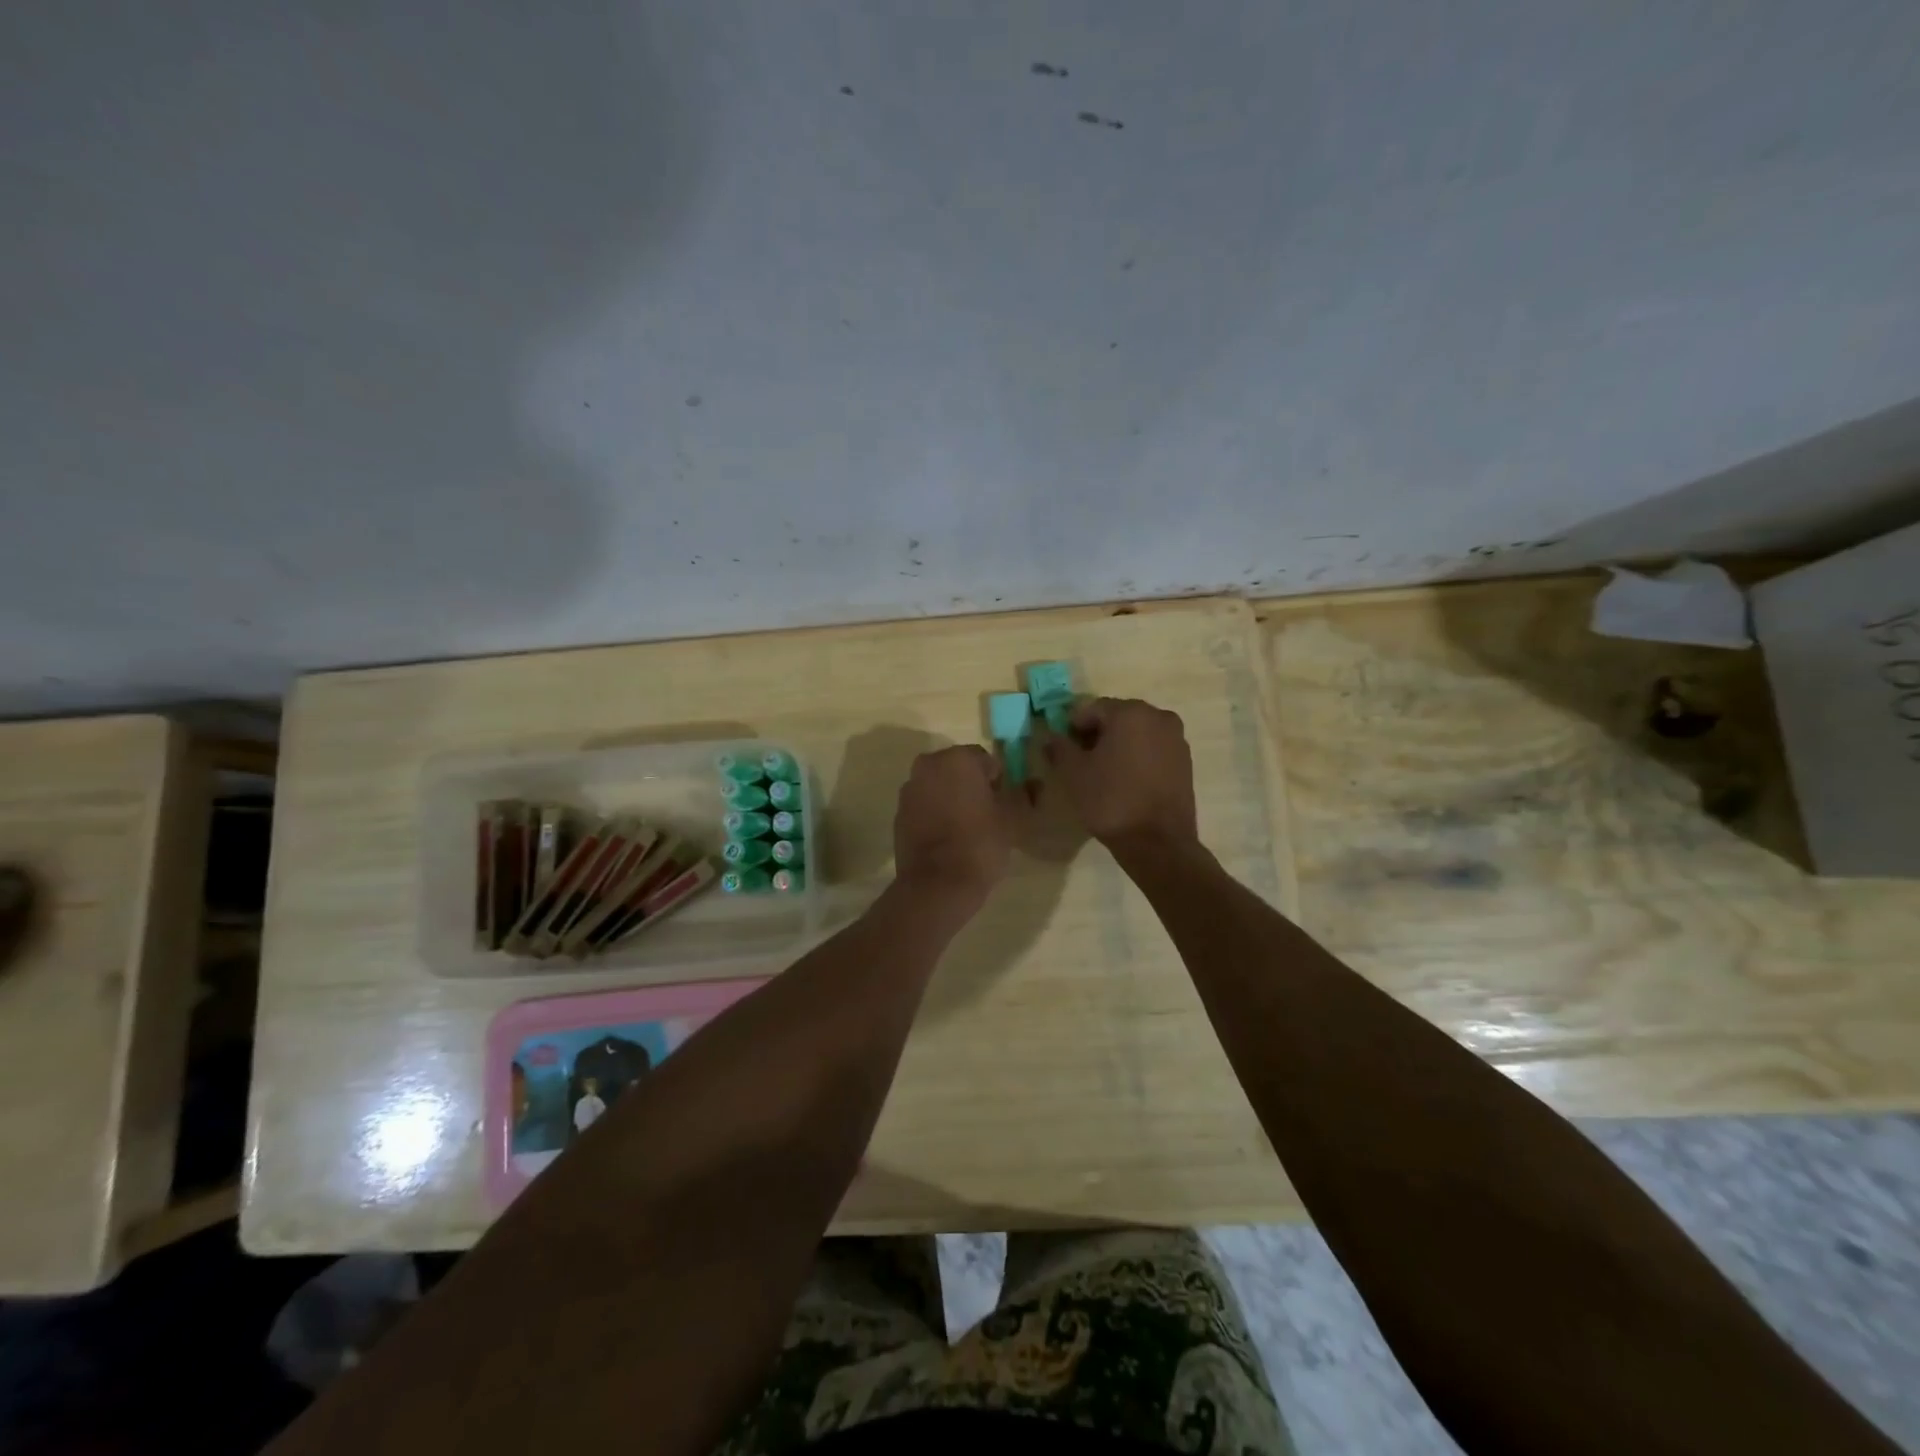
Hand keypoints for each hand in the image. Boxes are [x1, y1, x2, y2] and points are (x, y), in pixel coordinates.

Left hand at [893, 745, 1022, 903]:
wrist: (937, 884)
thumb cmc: (980, 843)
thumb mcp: (1013, 818)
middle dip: (971, 785)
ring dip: (951, 798)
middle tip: (987, 812)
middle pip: (957, 769)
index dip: (997, 780)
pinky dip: (935, 813)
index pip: (984, 760)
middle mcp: (928, 765)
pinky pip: (924, 805)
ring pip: (938, 786)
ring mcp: (909, 790)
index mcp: (957, 759)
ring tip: (966, 827)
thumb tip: (1032, 784)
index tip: (1003, 802)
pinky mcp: (898, 814)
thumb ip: (1021, 794)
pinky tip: (947, 837)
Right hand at [1038, 697, 1198, 849]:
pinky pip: (1154, 749)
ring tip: (1105, 773)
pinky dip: (1138, 757)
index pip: (1092, 708)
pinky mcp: (1185, 761)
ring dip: (1119, 745)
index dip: (1073, 727)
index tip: (1065, 749)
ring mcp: (1176, 739)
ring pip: (1138, 733)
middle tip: (1082, 761)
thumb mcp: (1073, 774)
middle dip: (1098, 734)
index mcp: (1130, 712)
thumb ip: (1059, 748)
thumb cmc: (1110, 801)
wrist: (1157, 842)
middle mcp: (1158, 716)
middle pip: (1117, 717)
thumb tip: (1052, 737)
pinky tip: (1127, 781)